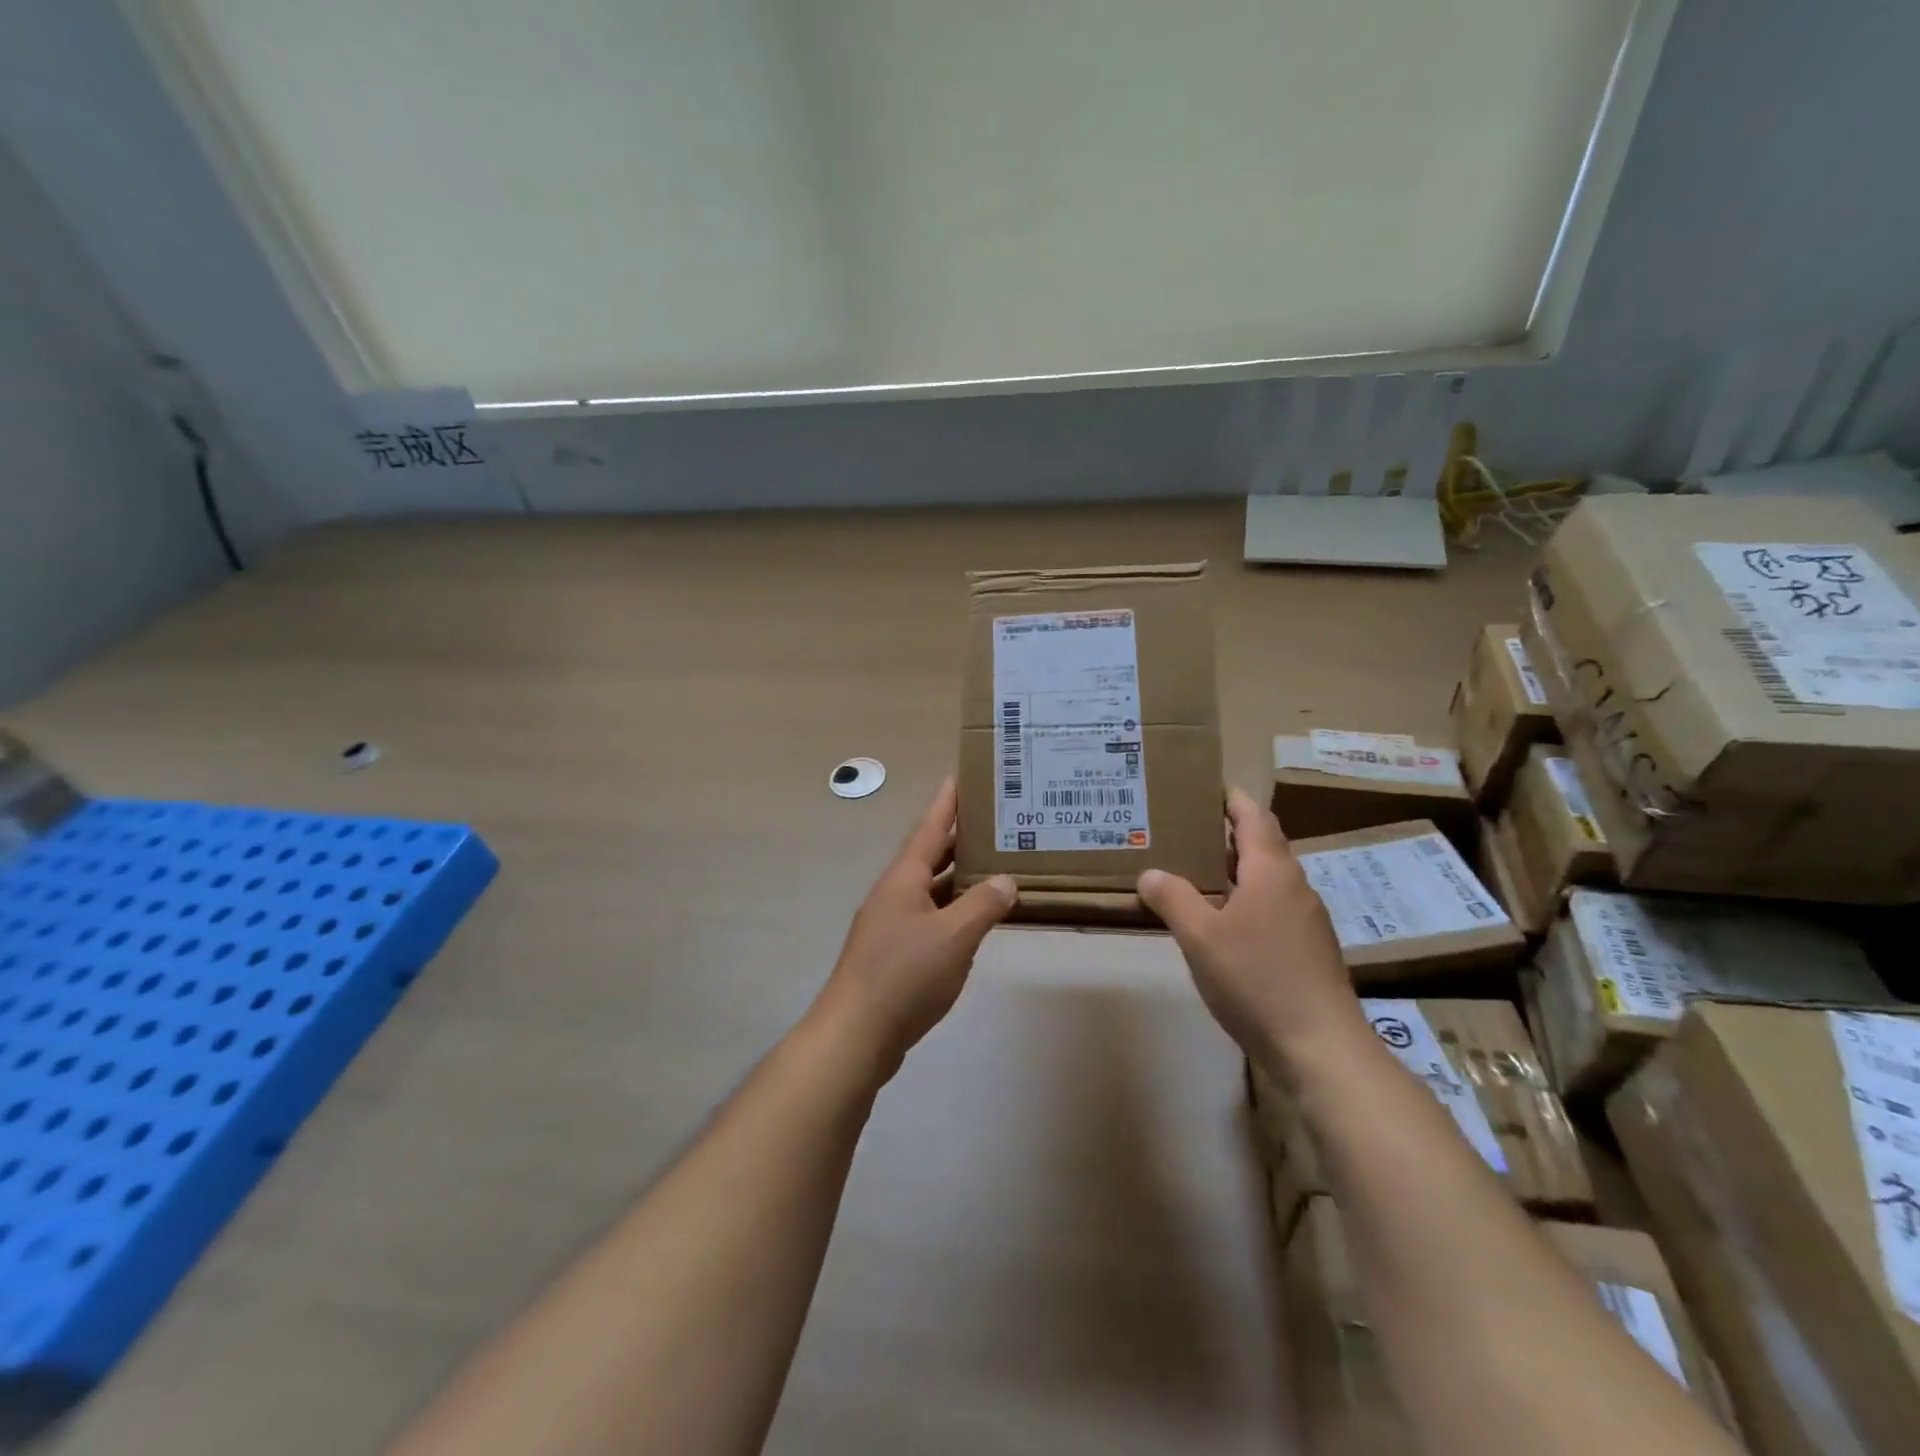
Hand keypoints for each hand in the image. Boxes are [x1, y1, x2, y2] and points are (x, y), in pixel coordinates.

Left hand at [812, 778, 1017, 1081]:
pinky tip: (971, 922)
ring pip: (929, 890)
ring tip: (990, 867)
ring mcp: (889, 926)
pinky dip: (951, 911)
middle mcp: (893, 895)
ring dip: (956, 877)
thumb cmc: (905, 975)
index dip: (945, 804)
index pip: (929, 830)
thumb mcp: (954, 937)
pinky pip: (928, 919)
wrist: (856, 1033)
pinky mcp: (892, 955)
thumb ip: (983, 905)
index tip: (958, 777)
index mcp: (903, 880)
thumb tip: (1007, 879)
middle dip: (956, 839)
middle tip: (990, 823)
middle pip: (928, 857)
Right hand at [1137, 788, 1365, 1079]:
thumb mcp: (1201, 937)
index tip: (1205, 788)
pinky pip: (1272, 909)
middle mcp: (1294, 887)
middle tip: (1184, 832)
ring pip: (1266, 880)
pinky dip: (1245, 902)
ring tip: (1194, 875)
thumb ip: (1173, 899)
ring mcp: (1306, 920)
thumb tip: (1150, 873)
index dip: (1231, 799)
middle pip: (1262, 846)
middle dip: (1225, 835)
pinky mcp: (1309, 951)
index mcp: (1272, 871)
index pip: (1253, 816)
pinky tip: (1220, 926)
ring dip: (1234, 872)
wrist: (1321, 1048)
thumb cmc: (1257, 979)